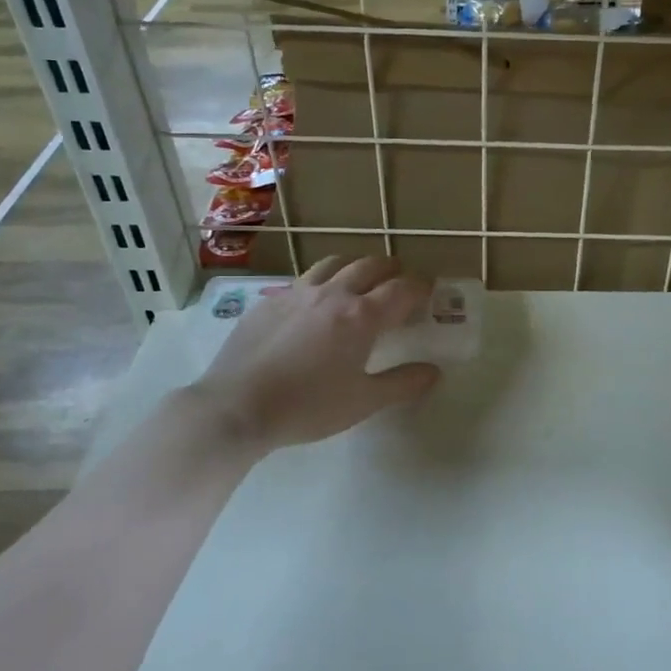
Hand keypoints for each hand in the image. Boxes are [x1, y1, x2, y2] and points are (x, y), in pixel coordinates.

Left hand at [195, 256, 439, 454]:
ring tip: (359, 281)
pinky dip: (321, 282)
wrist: (237, 407)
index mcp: (361, 316)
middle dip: (391, 270)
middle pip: (369, 266)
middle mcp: (332, 294)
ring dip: (355, 266)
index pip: (401, 289)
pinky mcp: (269, 301)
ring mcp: (297, 293)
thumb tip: (433, 371)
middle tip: (399, 282)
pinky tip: (314, 305)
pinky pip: (303, 280)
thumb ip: (403, 383)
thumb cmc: (309, 406)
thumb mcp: (364, 402)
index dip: (420, 286)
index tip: (429, 290)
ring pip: (333, 263)